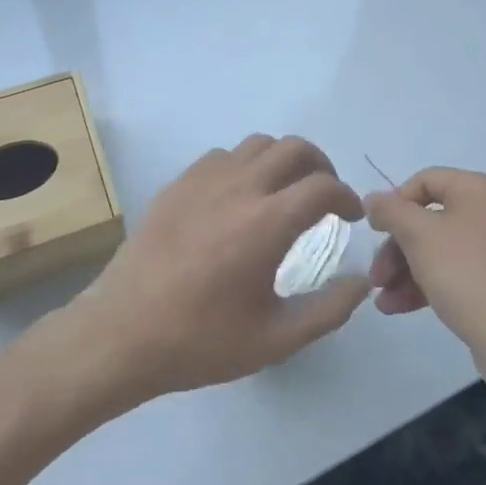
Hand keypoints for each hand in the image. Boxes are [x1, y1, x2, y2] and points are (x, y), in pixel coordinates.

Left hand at [61, 135, 369, 403]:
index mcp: (268, 222)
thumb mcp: (276, 339)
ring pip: (257, 144)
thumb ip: (328, 310)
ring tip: (284, 192)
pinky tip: (239, 197)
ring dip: (282, 160)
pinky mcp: (178, 184)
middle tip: (324, 196)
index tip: (350, 216)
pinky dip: (244, 165)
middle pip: (294, 148)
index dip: (346, 196)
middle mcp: (239, 187)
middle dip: (321, 166)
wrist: (124, 333)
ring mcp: (204, 180)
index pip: (323, 186)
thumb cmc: (202, 340)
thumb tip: (362, 282)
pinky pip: (222, 155)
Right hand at [365, 167, 485, 397]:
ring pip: (437, 248)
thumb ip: (390, 210)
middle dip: (395, 247)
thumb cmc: (465, 274)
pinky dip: (425, 283)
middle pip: (428, 218)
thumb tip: (373, 199)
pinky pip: (453, 270)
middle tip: (375, 275)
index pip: (425, 180)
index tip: (375, 231)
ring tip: (381, 298)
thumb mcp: (418, 235)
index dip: (394, 203)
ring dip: (404, 270)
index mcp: (479, 190)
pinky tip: (396, 306)